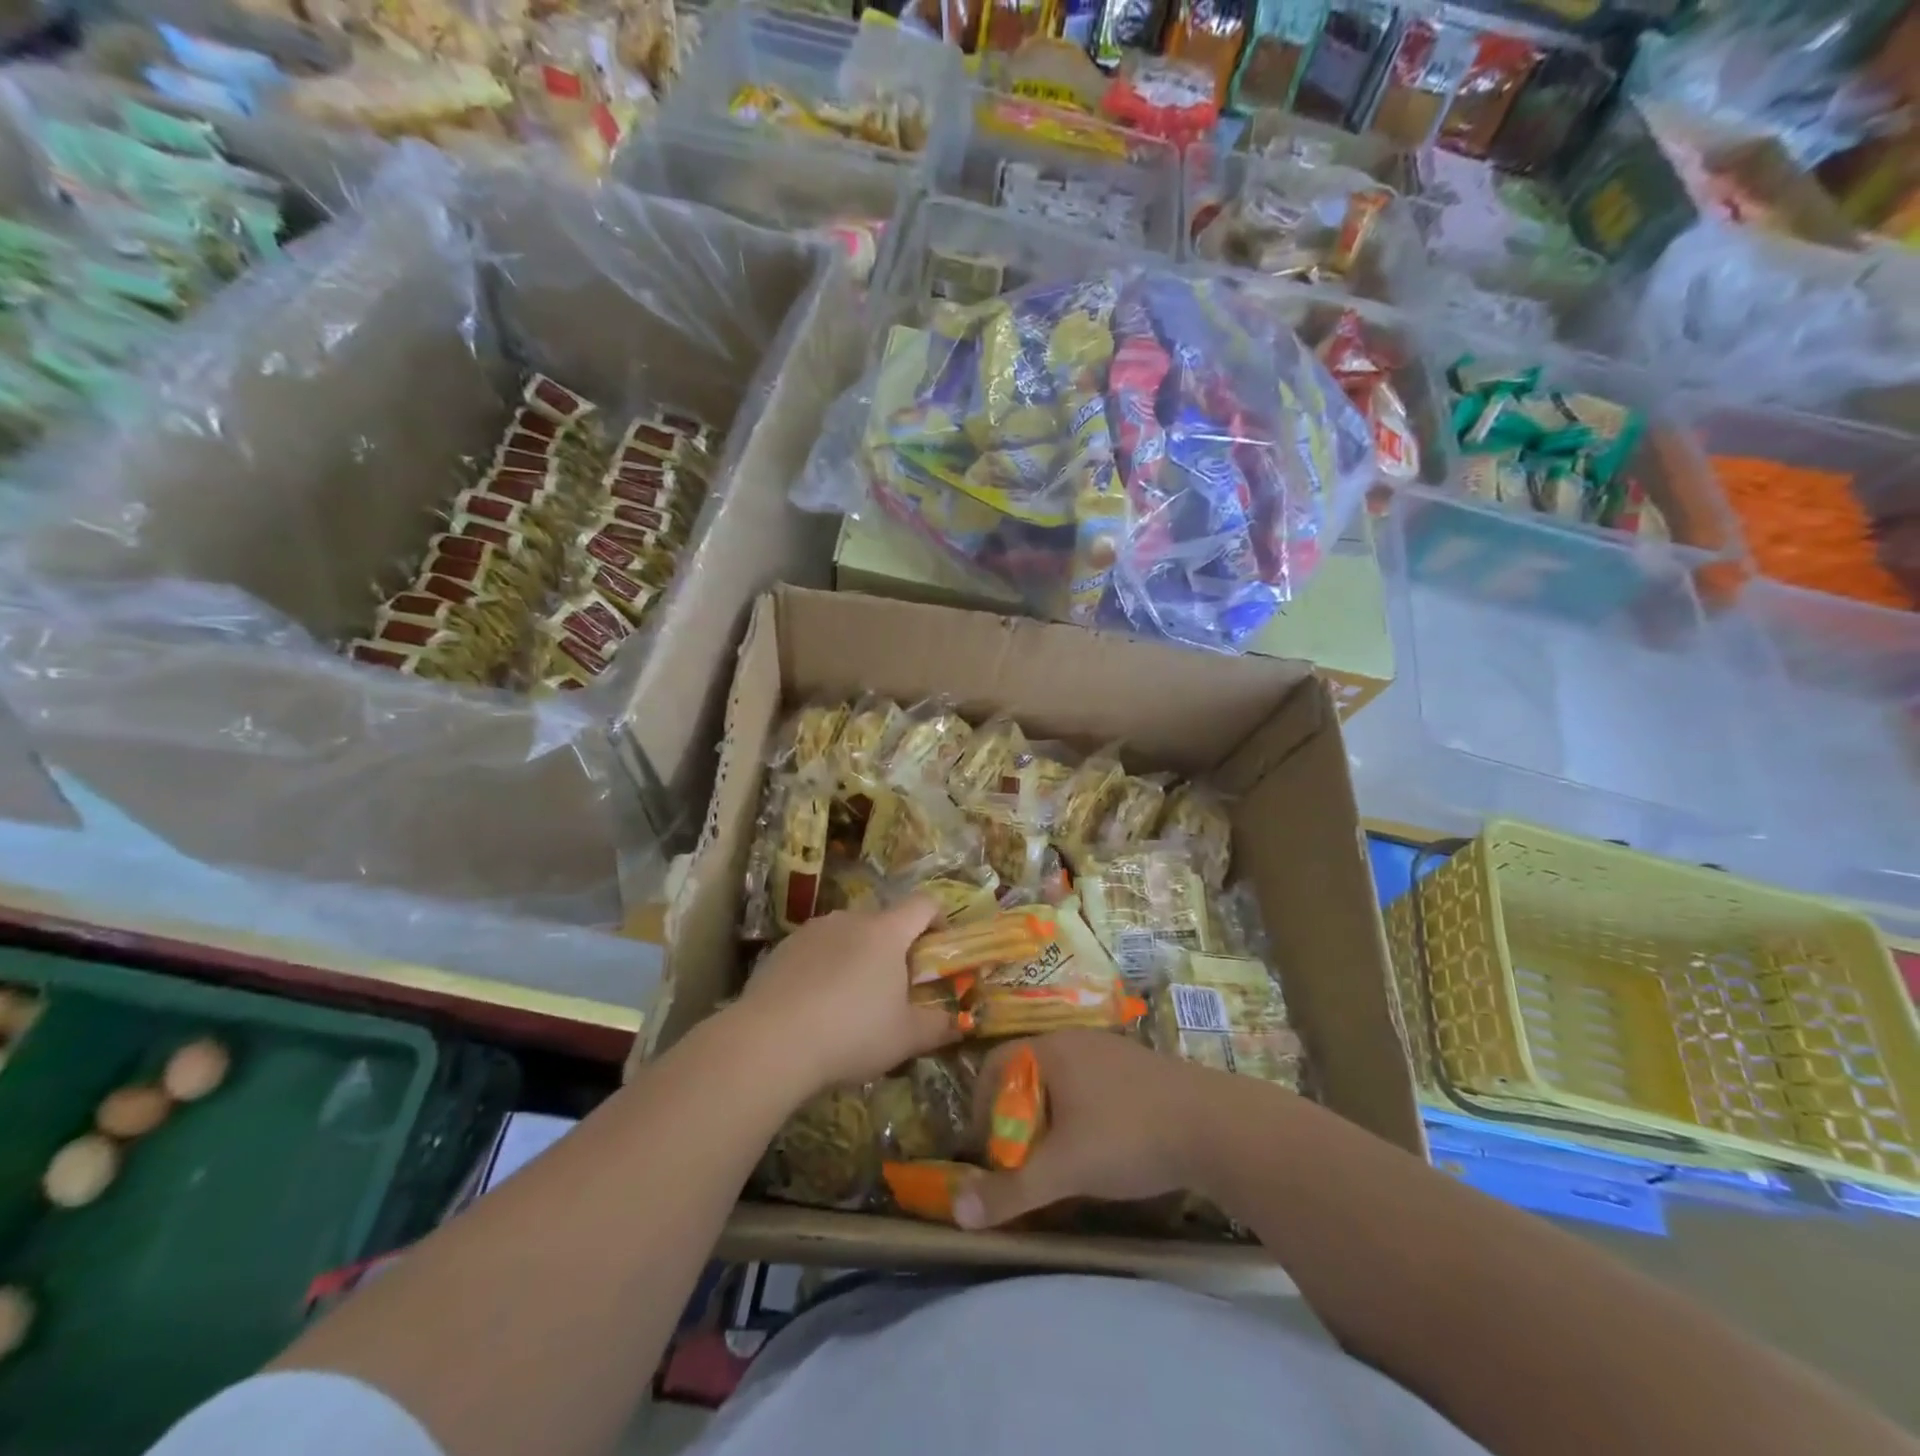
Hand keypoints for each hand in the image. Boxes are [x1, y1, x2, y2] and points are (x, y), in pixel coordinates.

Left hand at [737, 897, 956, 1097]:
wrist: (769, 1042)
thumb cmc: (851, 1033)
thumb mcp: (905, 1039)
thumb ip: (938, 1026)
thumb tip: (960, 1022)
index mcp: (887, 931)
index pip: (923, 904)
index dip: (938, 920)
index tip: (938, 950)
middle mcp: (850, 919)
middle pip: (883, 922)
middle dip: (894, 949)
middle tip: (894, 989)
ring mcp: (812, 930)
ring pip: (847, 936)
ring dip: (856, 958)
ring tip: (849, 1002)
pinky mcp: (782, 948)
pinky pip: (815, 951)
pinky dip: (823, 969)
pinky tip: (814, 1008)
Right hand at [953, 1030, 1232, 1229]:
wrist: (1217, 1125)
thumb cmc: (1128, 1136)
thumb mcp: (1064, 1169)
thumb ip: (1011, 1190)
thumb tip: (957, 1213)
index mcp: (1051, 1049)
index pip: (995, 1064)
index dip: (982, 1105)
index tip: (987, 1148)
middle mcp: (1077, 1039)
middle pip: (1027, 1072)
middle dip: (1016, 1117)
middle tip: (1020, 1159)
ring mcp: (1112, 1050)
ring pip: (1063, 1080)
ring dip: (1050, 1118)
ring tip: (1058, 1159)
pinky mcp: (1139, 1068)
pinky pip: (1093, 1085)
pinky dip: (1082, 1114)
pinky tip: (1102, 1147)